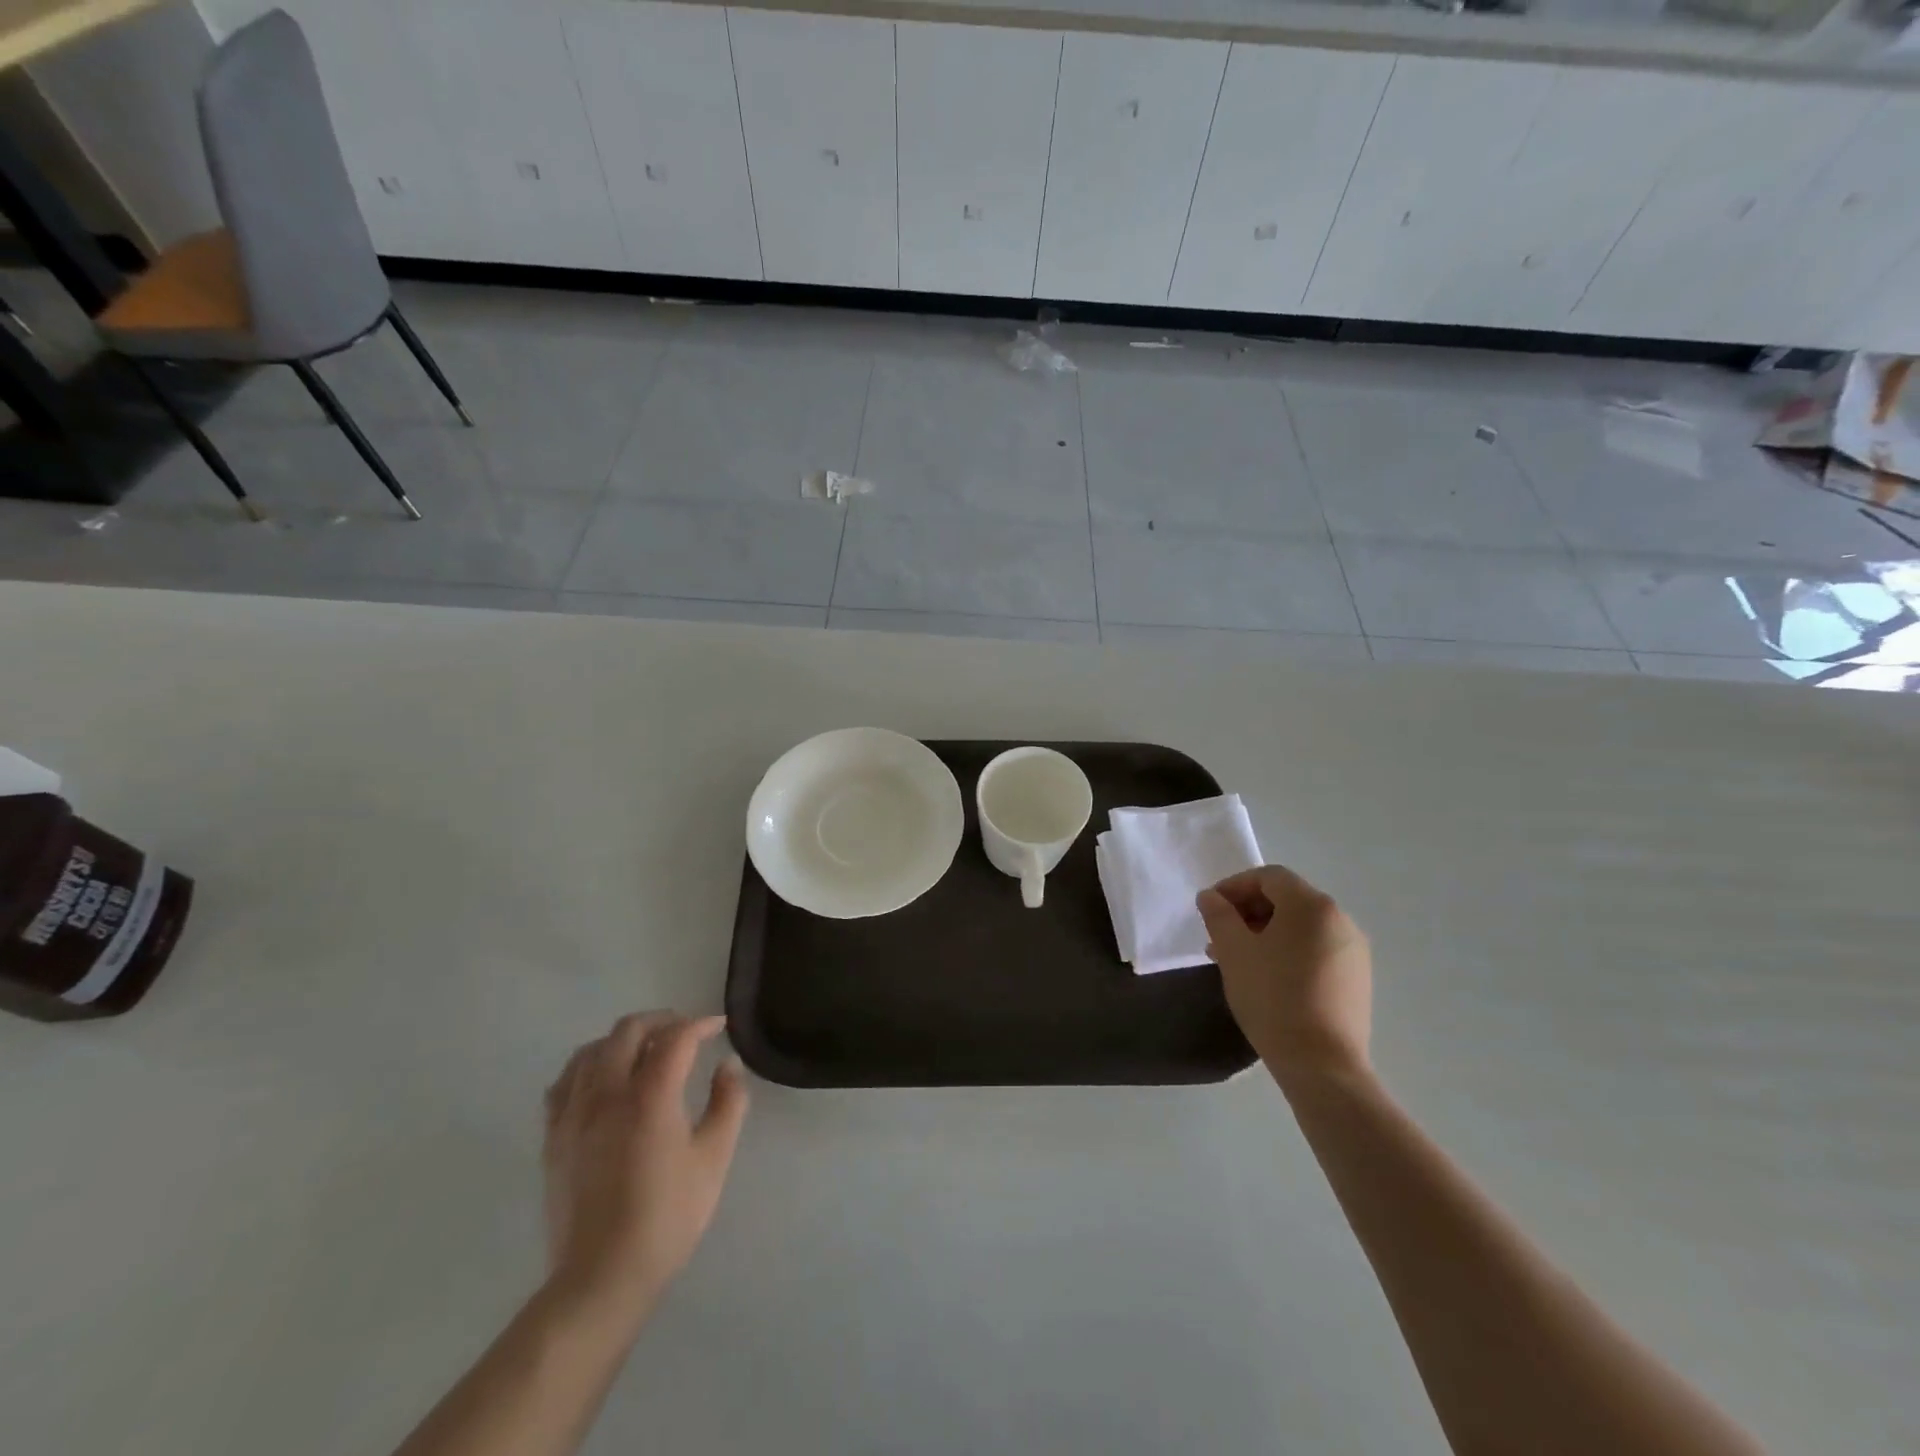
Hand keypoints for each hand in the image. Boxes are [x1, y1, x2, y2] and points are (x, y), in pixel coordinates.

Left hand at [542, 1012, 749, 1328]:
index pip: (676, 1038)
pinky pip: (564, 1083)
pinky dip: (587, 1067)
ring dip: (622, 1040)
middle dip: (660, 1021)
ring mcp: (573, 1115)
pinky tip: (601, 1081)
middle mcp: (607, 1094)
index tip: (718, 1027)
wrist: (602, 1278)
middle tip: (684, 1032)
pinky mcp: (553, 1138)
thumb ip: (728, 1103)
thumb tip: (727, 1066)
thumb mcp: (714, 1159)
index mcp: (650, 1096)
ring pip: (592, 1050)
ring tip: (644, 1051)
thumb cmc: (667, 1217)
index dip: (700, 1025)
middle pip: (628, 1031)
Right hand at [1197, 866, 1371, 1082]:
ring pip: (1300, 926)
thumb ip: (1218, 915)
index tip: (1210, 910)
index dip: (1234, 886)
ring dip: (1265, 933)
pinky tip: (1267, 978)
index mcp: (1312, 905)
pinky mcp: (1357, 979)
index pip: (1268, 877)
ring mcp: (1353, 950)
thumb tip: (1210, 897)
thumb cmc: (1273, 997)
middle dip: (1248, 911)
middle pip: (1286, 899)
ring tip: (1238, 960)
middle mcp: (1340, 919)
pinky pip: (1316, 949)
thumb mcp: (1233, 951)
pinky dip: (1288, 951)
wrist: (1322, 1064)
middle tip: (1219, 937)